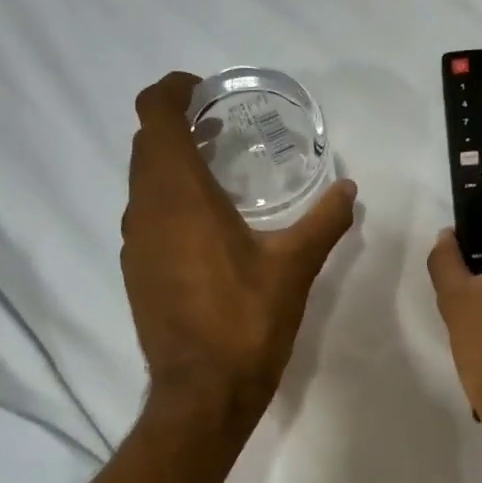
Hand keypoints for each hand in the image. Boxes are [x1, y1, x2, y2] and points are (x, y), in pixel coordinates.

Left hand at [122, 73, 357, 435]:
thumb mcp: (294, 267)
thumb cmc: (247, 321)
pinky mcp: (135, 271)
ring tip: (220, 178)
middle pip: (147, 144)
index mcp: (179, 193)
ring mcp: (133, 242)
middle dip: (179, 127)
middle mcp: (144, 209)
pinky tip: (207, 230)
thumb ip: (323, 221)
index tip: (206, 92)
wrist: (203, 393)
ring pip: (143, 182)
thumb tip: (348, 189)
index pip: (155, 112)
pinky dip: (168, 204)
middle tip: (223, 133)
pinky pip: (145, 217)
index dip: (174, 89)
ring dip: (172, 167)